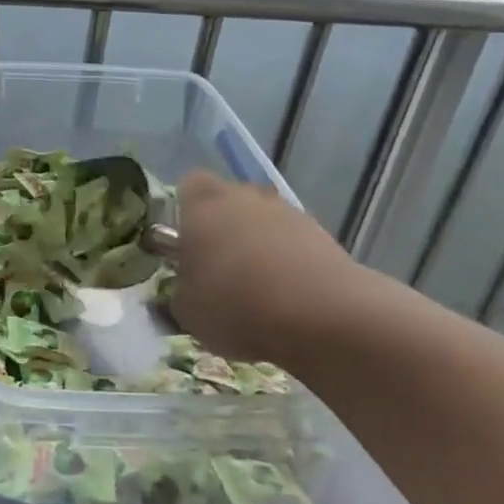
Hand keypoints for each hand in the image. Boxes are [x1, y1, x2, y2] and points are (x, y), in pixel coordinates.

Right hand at [171, 172, 379, 368]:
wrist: (323, 316)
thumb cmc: (236, 305)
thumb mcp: (186, 311)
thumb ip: (180, 290)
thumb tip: (185, 288)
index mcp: (202, 204)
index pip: (188, 187)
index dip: (186, 213)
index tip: (186, 245)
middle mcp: (244, 196)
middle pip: (229, 201)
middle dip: (224, 228)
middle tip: (219, 269)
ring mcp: (288, 212)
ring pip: (264, 222)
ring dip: (259, 246)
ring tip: (258, 290)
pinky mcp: (324, 236)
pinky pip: (294, 244)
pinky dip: (290, 263)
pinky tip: (288, 299)